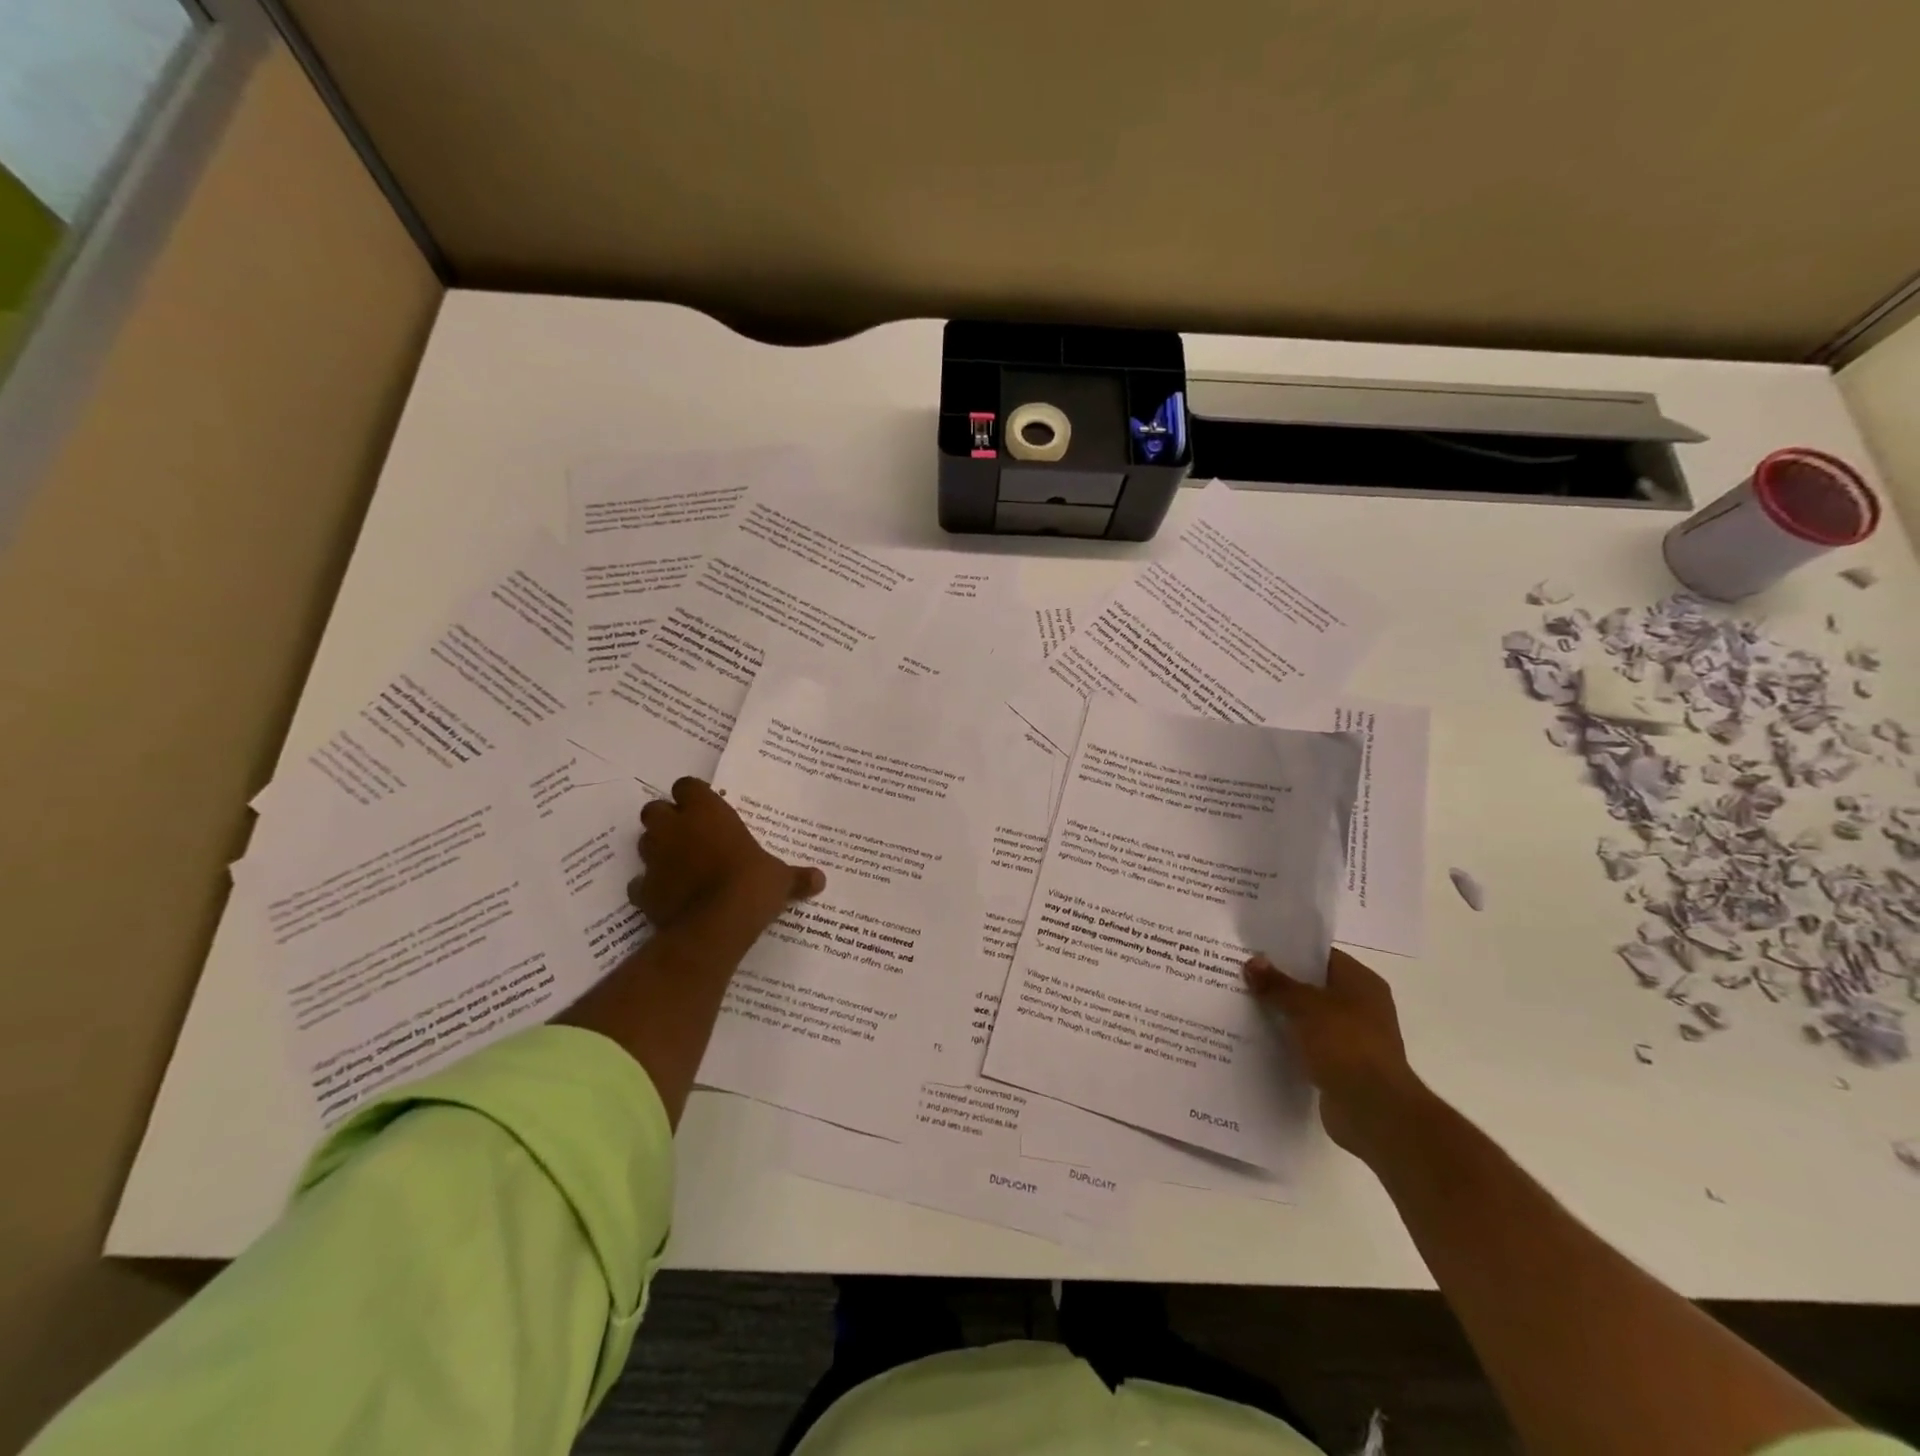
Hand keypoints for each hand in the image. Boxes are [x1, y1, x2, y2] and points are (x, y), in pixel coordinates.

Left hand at [627, 778, 824, 930]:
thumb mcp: (780, 879)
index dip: (694, 796)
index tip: (706, 809)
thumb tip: (821, 879)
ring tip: (679, 864)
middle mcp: (675, 828)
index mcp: (707, 812)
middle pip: (654, 809)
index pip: (687, 786)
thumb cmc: (751, 885)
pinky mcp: (642, 890)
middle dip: (667, 819)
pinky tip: (669, 896)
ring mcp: (654, 859)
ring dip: (657, 849)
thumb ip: (796, 877)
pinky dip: (651, 887)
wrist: (715, 926)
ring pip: (644, 842)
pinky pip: (640, 883)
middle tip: (688, 834)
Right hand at [1244, 947, 1431, 1162]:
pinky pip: (1309, 1045)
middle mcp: (1362, 1007)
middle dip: (1281, 983)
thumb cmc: (1345, 1044)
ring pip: (1309, 1017)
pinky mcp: (1342, 1066)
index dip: (1290, 952)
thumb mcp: (1305, 1006)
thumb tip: (1253, 962)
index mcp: (1362, 983)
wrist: (1373, 1110)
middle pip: (1314, 986)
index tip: (1257, 950)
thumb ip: (1277, 984)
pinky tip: (1259, 1038)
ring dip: (1283, 1014)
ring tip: (1244, 1004)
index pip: (1322, 956)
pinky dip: (1289, 1042)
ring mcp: (1353, 1039)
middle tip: (1243, 975)